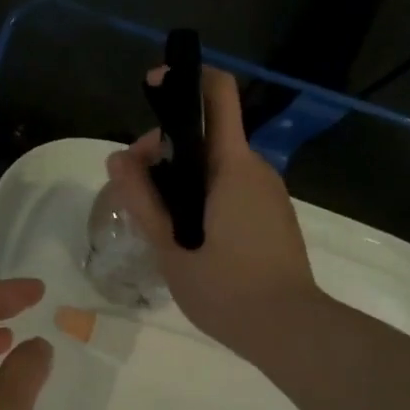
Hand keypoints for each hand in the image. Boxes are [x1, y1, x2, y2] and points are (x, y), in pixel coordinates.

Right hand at [106, 66, 317, 355]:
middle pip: (206, 133)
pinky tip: (184, 231)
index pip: (218, 94)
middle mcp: (255, 168)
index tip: (152, 87)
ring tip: (154, 214)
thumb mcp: (172, 247)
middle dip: (165, 147)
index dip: (185, 79)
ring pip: (216, 164)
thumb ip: (143, 200)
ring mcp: (268, 192)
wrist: (291, 331)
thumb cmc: (227, 289)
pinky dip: (202, 192)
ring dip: (181, 175)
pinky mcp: (272, 215)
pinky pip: (231, 186)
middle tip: (135, 185)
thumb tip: (117, 158)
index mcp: (233, 166)